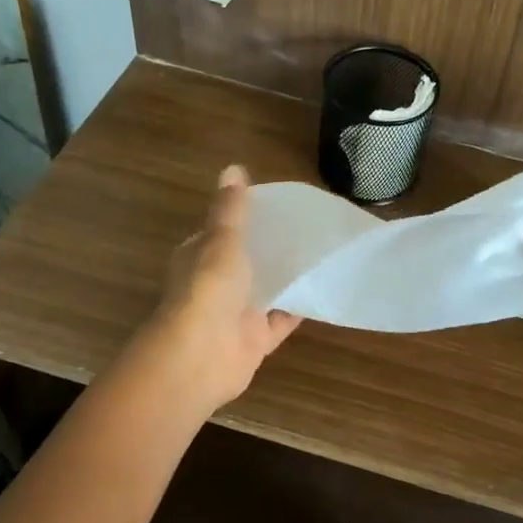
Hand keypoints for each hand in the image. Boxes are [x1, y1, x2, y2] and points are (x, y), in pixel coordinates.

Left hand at [132, 164, 301, 419]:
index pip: (221, 232)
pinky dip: (299, 308)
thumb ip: (231, 208)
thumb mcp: (222, 239)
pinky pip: (282, 320)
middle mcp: (215, 285)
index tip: (276, 206)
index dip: (245, 218)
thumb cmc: (208, 288)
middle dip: (271, 248)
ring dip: (286, 278)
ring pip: (265, 291)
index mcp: (199, 258)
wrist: (202, 355)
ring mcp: (235, 314)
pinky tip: (323, 289)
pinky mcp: (255, 340)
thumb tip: (232, 167)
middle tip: (308, 227)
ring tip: (322, 252)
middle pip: (246, 262)